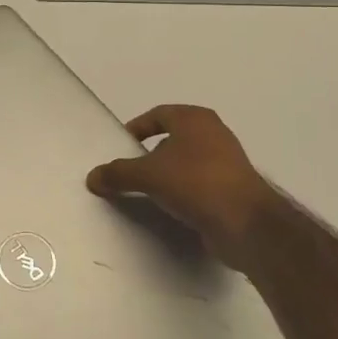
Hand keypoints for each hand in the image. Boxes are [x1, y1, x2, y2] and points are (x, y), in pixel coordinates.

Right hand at [86, 104, 283, 267]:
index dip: (137, 127)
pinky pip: (199, 184)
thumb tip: (92, 177)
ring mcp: (227, 162)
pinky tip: (170, 209)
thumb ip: (117, 173)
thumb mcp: (147, 175)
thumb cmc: (195, 183)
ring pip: (187, 162)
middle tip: (130, 171)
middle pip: (173, 138)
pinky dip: (183, 192)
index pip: (158, 114)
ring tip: (147, 192)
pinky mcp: (233, 189)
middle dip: (150, 154)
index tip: (121, 146)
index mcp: (195, 119)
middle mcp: (214, 134)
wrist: (246, 223)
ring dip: (167, 175)